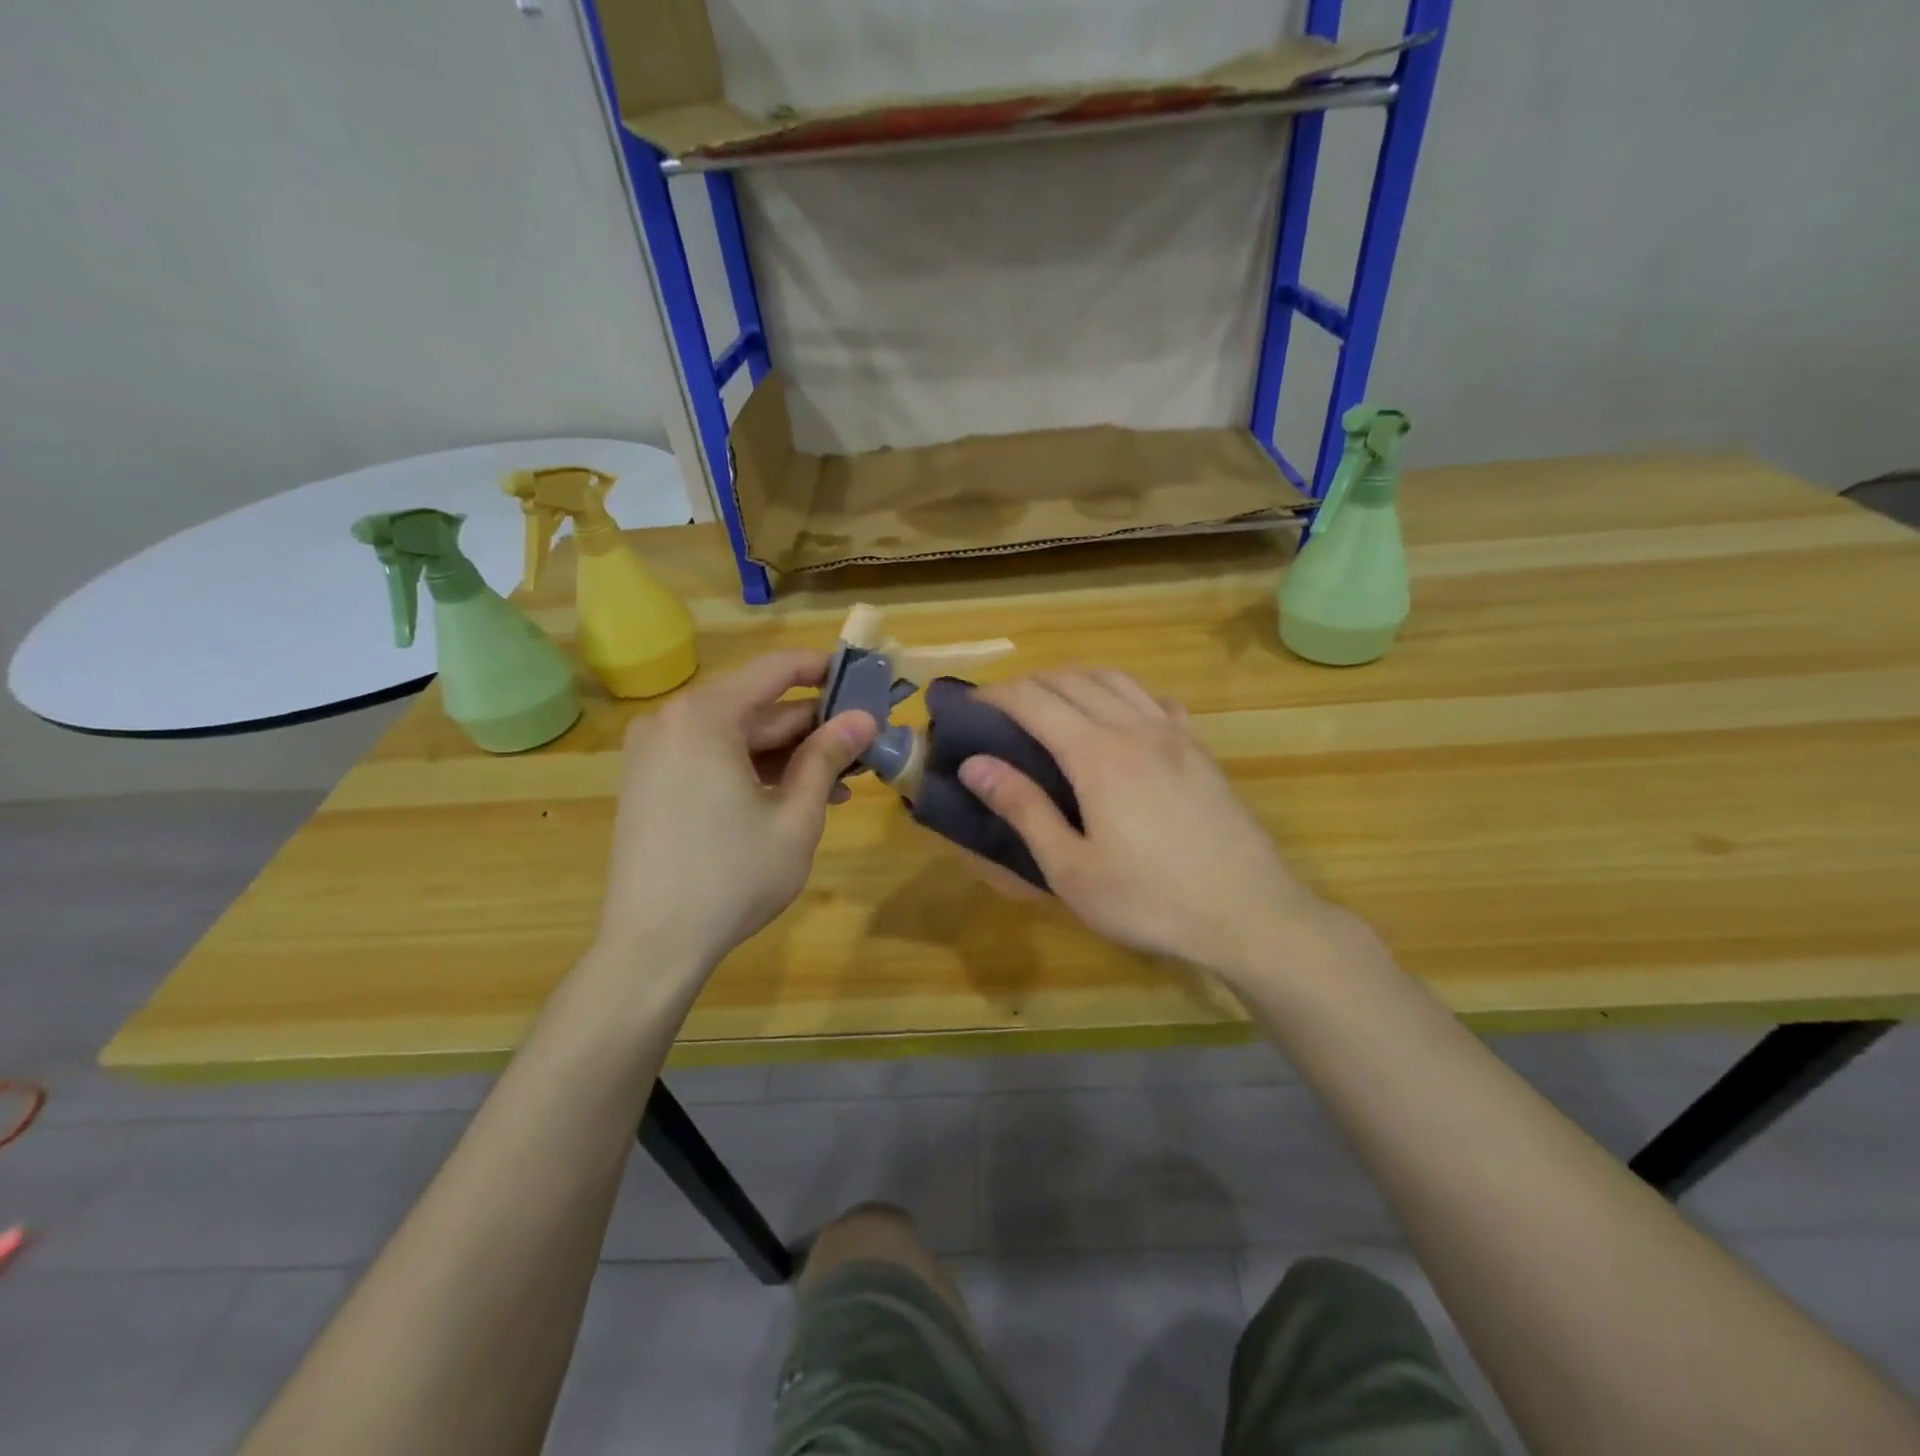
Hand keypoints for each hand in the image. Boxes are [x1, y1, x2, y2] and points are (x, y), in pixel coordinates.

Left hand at [594, 650, 875, 978]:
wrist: (652, 944)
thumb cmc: (732, 877)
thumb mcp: (795, 816)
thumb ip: (827, 758)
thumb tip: (863, 719)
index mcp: (706, 716)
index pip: (774, 670)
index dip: (822, 669)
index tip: (861, 678)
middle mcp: (673, 721)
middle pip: (756, 707)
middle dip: (811, 726)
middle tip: (861, 743)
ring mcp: (655, 753)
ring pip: (736, 737)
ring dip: (787, 754)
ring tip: (840, 780)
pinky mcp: (649, 782)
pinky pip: (711, 759)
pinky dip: (752, 771)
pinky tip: (793, 797)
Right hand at [958, 671, 1331, 981]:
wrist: (1248, 913)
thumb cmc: (1148, 900)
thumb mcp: (1071, 868)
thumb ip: (1023, 809)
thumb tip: (975, 765)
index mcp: (1097, 754)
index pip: (1034, 701)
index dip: (995, 697)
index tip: (967, 707)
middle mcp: (1134, 728)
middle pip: (1073, 681)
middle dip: (1029, 684)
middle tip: (1000, 709)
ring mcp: (1174, 735)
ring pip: (1117, 681)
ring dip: (1075, 680)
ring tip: (1051, 702)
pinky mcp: (1201, 751)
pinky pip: (1156, 700)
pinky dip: (1124, 694)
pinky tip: (1119, 717)